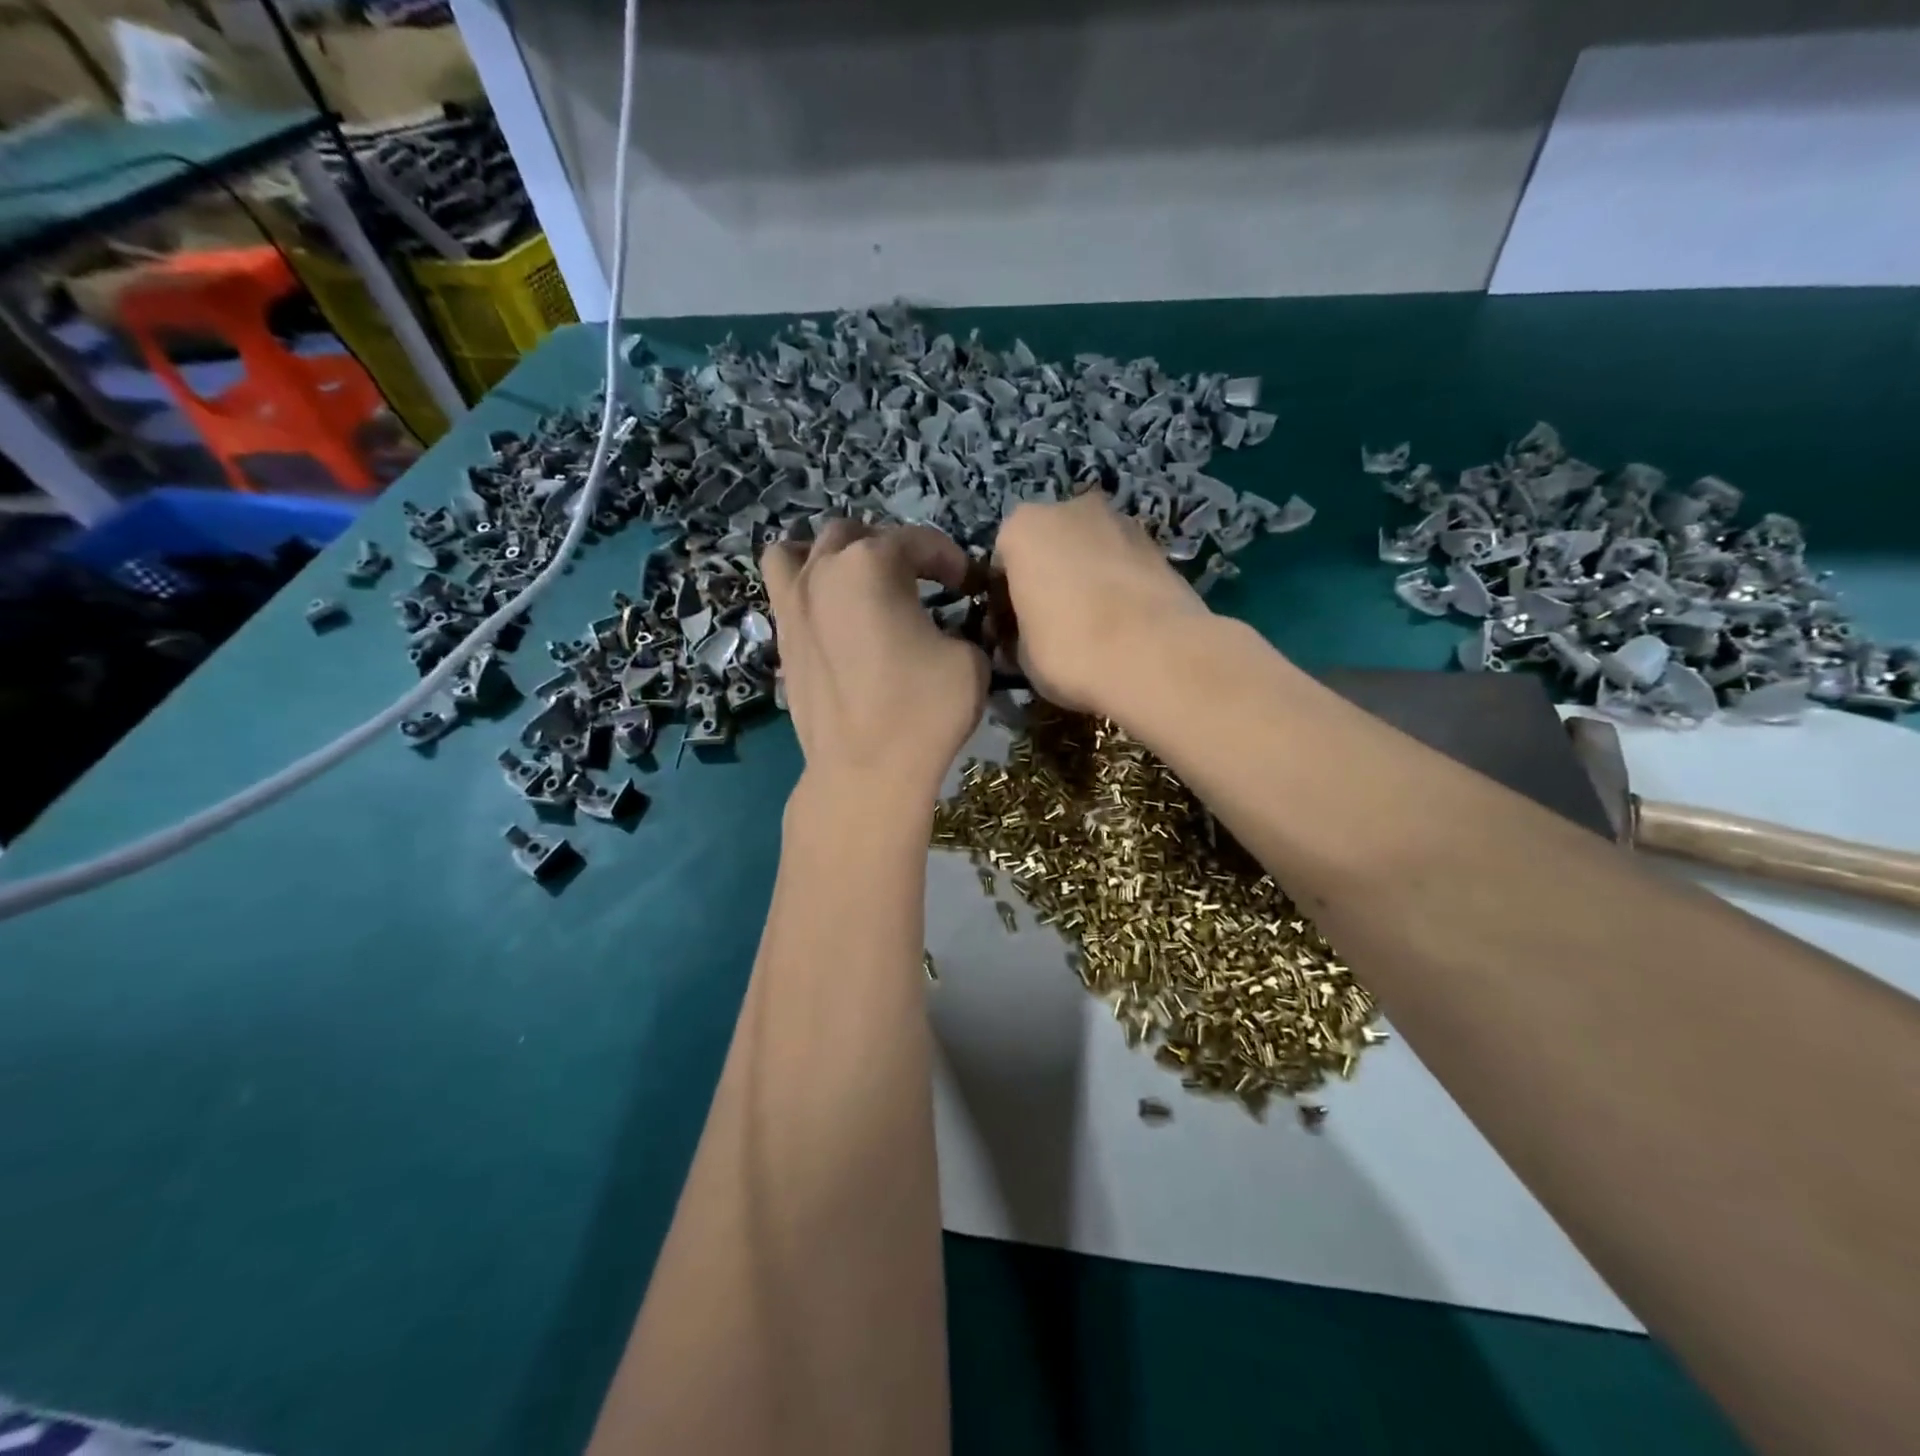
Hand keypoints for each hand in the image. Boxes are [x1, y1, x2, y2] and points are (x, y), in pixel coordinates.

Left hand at [763, 521, 988, 798]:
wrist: (865, 770)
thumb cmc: (923, 710)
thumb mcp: (970, 659)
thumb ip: (959, 626)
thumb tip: (947, 629)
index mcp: (872, 564)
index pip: (919, 541)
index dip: (951, 559)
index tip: (968, 585)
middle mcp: (824, 571)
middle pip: (857, 535)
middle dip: (893, 549)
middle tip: (920, 583)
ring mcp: (794, 603)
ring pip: (801, 551)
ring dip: (833, 556)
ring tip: (857, 582)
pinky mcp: (781, 638)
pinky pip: (783, 589)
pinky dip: (805, 586)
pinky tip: (830, 613)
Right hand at [993, 492, 1213, 717]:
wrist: (1156, 656)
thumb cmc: (1069, 650)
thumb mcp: (1021, 655)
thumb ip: (1016, 635)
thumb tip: (1021, 640)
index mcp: (1022, 528)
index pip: (1001, 564)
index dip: (1004, 602)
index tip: (1012, 633)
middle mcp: (1069, 509)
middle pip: (1048, 546)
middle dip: (1047, 579)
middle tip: (1051, 626)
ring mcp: (1120, 520)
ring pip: (1088, 551)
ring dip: (1084, 578)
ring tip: (1092, 626)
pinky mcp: (1158, 544)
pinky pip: (1122, 564)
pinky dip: (1117, 585)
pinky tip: (1123, 624)